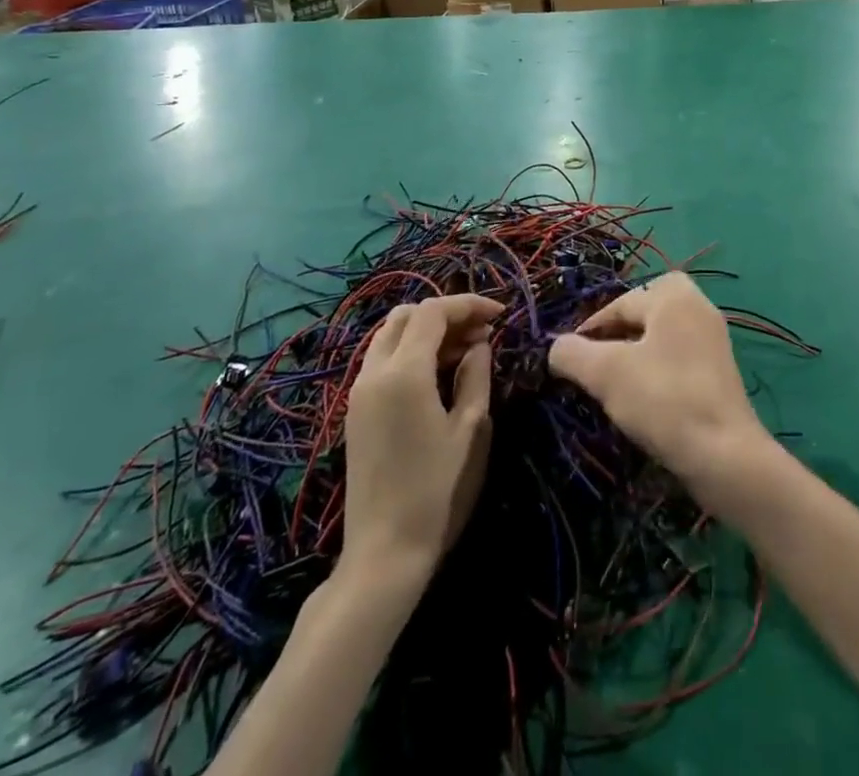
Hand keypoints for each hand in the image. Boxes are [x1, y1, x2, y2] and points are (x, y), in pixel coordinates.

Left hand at [341, 294, 499, 577]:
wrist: (385, 554)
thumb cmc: (438, 490)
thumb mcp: (471, 428)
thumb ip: (476, 375)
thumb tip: (478, 344)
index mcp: (403, 373)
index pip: (433, 312)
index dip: (469, 304)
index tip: (501, 314)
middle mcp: (374, 373)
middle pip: (407, 316)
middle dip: (446, 314)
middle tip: (482, 331)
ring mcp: (359, 393)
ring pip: (391, 336)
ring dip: (428, 331)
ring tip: (466, 350)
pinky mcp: (357, 412)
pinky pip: (383, 360)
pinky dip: (412, 352)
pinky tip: (440, 373)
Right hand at [548, 273, 769, 491]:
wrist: (724, 454)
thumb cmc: (663, 400)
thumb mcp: (605, 374)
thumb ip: (573, 354)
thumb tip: (557, 347)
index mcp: (674, 296)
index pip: (619, 303)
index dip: (589, 329)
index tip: (570, 359)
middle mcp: (698, 307)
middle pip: (646, 309)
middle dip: (619, 330)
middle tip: (599, 360)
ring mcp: (714, 340)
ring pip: (663, 335)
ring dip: (637, 352)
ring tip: (617, 384)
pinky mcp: (720, 372)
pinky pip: (679, 357)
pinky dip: (658, 369)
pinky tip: (645, 400)